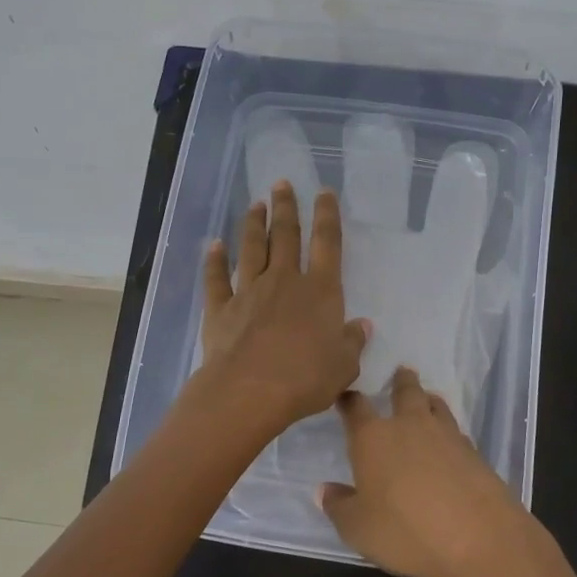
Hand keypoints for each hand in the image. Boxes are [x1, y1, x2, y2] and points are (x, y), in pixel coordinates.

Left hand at [197, 181, 369, 433]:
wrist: (249, 392)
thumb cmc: (305, 379)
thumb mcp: (344, 366)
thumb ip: (353, 342)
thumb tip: (362, 326)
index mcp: (320, 290)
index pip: (326, 243)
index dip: (327, 215)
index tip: (324, 192)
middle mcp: (284, 281)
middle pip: (285, 236)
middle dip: (285, 207)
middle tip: (281, 184)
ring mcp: (249, 291)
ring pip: (252, 249)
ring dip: (254, 225)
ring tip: (255, 204)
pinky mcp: (221, 309)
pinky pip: (217, 278)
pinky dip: (214, 260)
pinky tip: (214, 245)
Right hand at [321, 368, 542, 576]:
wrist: (476, 537)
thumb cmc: (404, 531)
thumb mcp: (358, 528)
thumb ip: (339, 507)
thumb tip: (324, 490)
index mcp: (373, 438)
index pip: (356, 408)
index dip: (349, 400)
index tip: (346, 395)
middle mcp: (409, 426)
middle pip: (405, 392)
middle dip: (401, 382)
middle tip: (401, 372)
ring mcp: (446, 436)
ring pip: (436, 406)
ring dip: (429, 400)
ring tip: (427, 398)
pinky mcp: (474, 452)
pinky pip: (457, 432)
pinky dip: (449, 431)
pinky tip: (450, 443)